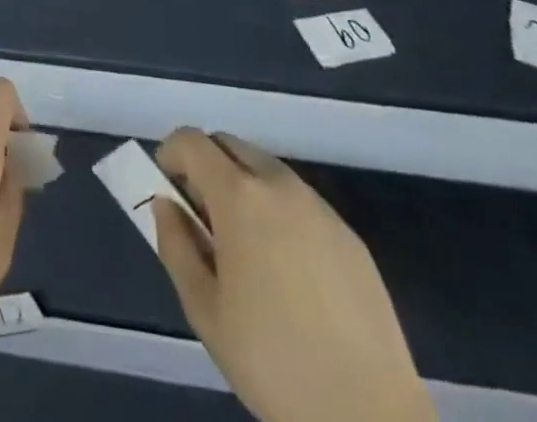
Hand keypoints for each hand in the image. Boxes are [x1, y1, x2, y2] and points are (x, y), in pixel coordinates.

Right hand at [153, 129, 433, 421]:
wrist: (371, 417)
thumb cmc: (274, 362)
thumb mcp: (205, 310)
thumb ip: (176, 245)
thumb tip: (166, 205)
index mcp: (240, 195)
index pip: (192, 141)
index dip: (171, 154)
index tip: (165, 188)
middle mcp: (280, 185)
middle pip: (230, 145)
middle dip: (206, 166)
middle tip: (200, 217)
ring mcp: (320, 208)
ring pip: (266, 171)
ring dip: (243, 187)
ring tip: (243, 248)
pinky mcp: (350, 236)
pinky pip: (299, 202)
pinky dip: (278, 212)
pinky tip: (286, 271)